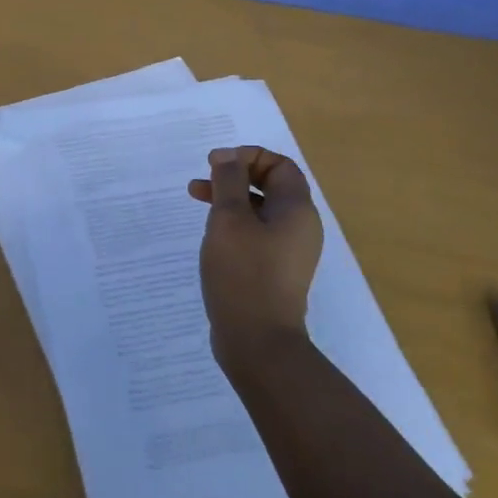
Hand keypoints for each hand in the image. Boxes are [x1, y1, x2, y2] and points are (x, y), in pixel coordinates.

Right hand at [188, 146, 323, 369]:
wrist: (257, 340)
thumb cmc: (243, 273)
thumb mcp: (229, 219)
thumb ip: (229, 182)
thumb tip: (229, 156)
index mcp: (297, 210)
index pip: (280, 165)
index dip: (248, 157)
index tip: (215, 163)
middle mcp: (299, 228)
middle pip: (271, 186)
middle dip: (235, 177)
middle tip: (202, 180)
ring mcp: (289, 253)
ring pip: (260, 212)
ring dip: (230, 200)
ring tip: (197, 202)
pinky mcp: (274, 272)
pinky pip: (257, 235)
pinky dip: (234, 225)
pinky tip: (212, 236)